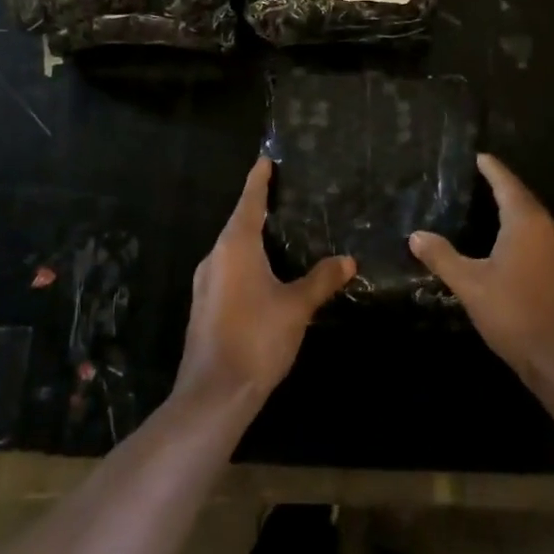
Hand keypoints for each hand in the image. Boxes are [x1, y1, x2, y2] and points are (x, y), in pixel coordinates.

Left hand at [174, 158, 355, 409]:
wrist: (214, 394)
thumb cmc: (257, 338)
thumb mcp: (296, 307)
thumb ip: (321, 280)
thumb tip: (348, 260)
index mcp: (235, 246)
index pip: (250, 201)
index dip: (259, 179)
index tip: (266, 159)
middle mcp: (215, 257)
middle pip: (239, 223)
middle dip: (259, 208)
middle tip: (286, 195)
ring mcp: (206, 283)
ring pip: (233, 249)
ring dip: (254, 238)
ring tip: (281, 232)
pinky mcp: (205, 306)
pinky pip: (229, 270)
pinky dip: (247, 262)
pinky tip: (267, 274)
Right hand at [410, 154, 553, 389]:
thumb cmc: (516, 315)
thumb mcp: (471, 286)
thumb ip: (443, 257)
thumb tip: (416, 235)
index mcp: (527, 222)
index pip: (506, 183)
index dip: (491, 168)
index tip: (479, 156)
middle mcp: (550, 229)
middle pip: (523, 199)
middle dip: (502, 188)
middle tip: (479, 180)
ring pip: (535, 221)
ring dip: (514, 212)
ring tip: (490, 209)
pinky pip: (542, 240)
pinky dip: (524, 233)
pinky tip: (509, 246)